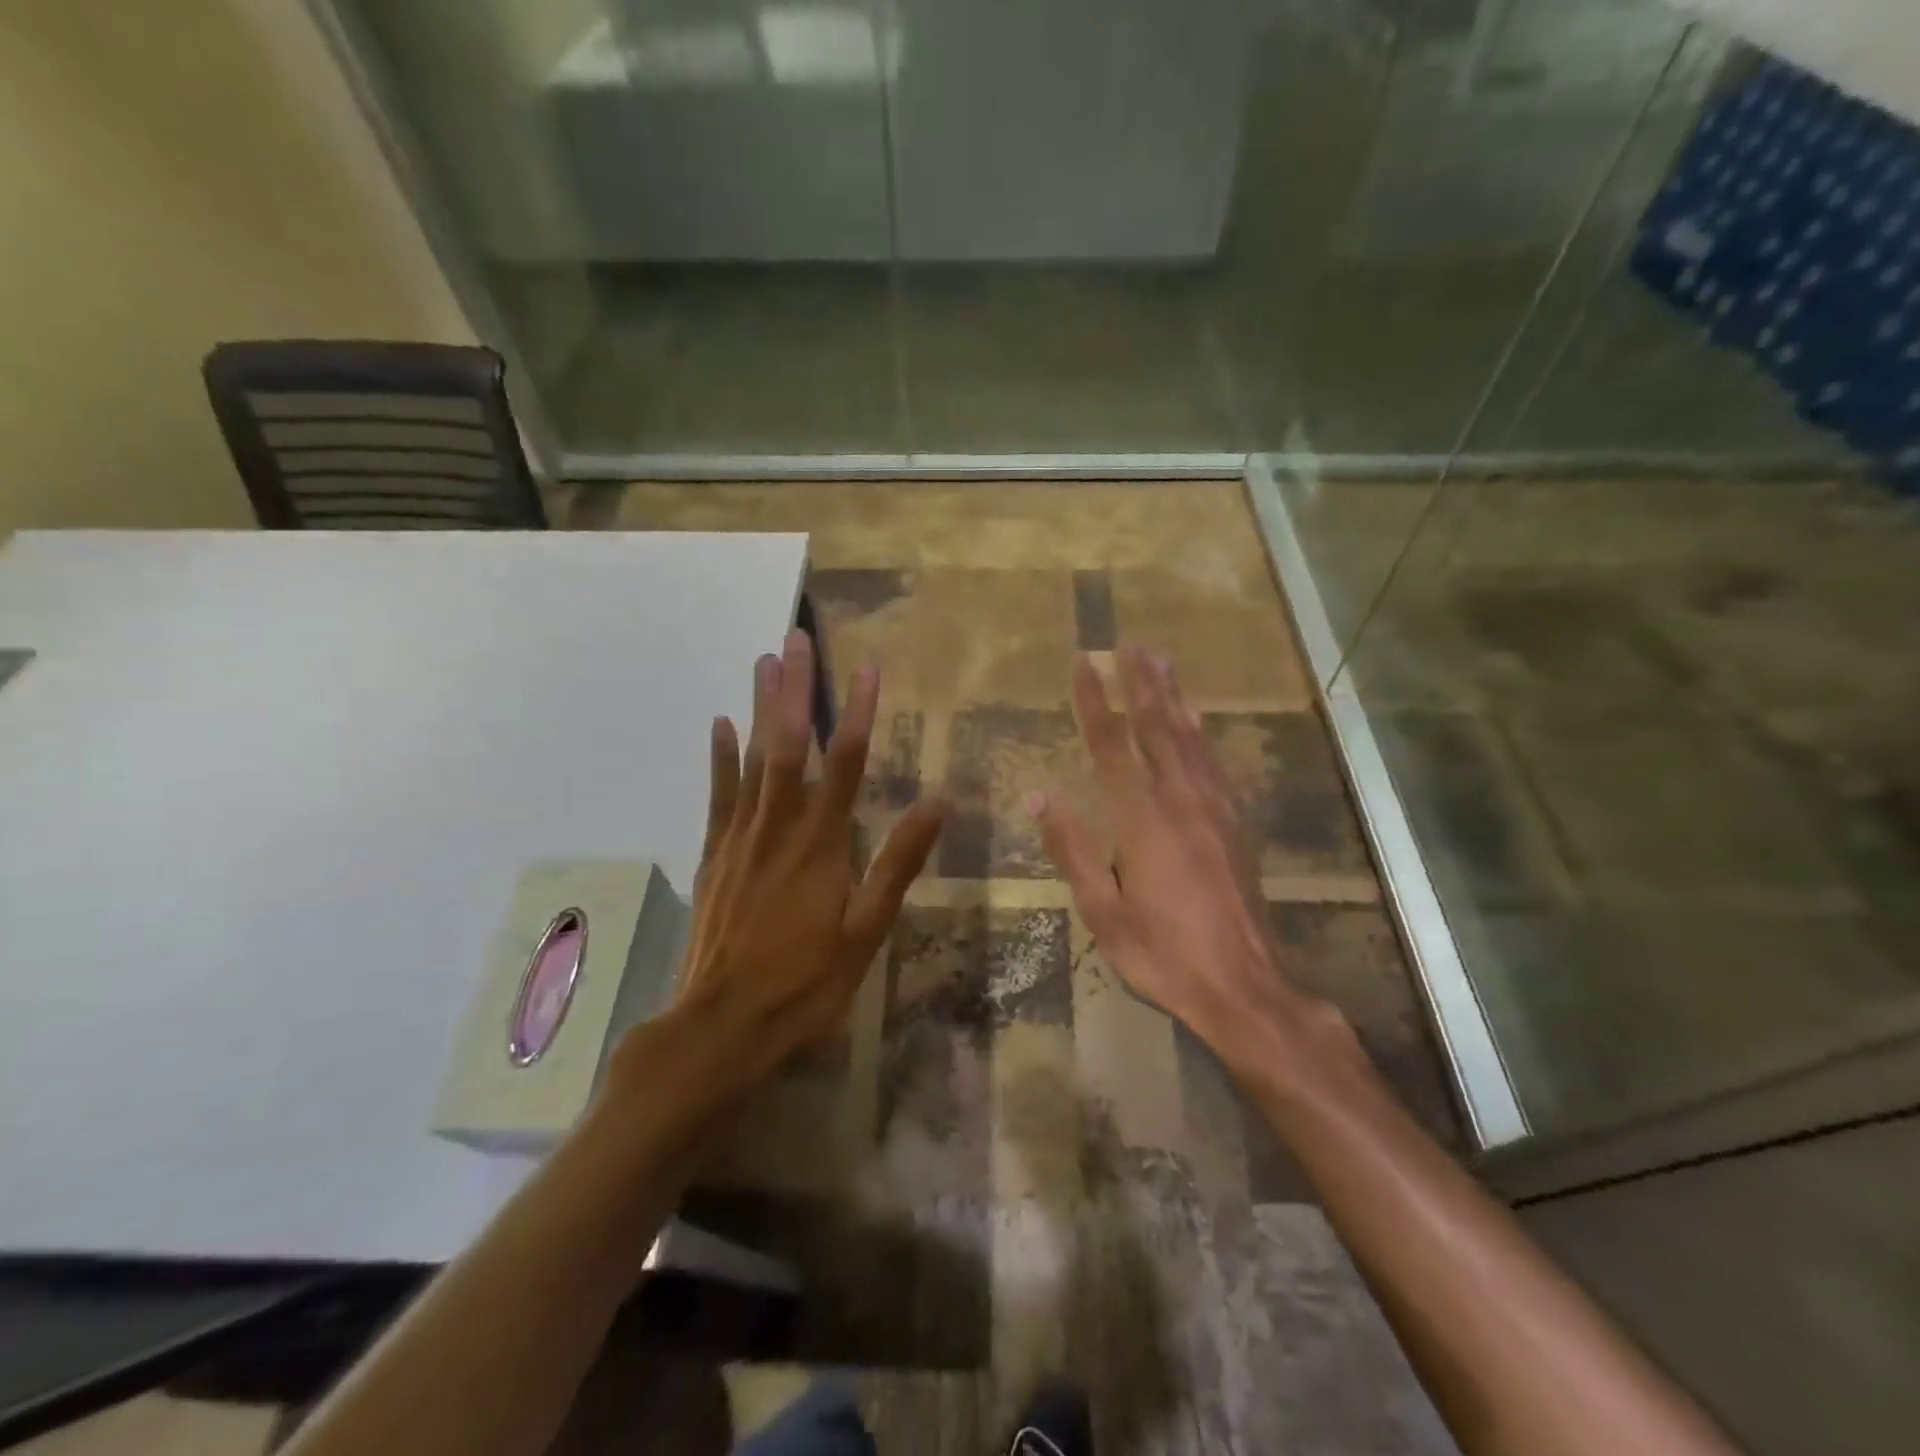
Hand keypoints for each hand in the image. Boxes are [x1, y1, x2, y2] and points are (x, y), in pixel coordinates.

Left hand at [608, 629, 943, 1108]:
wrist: (721, 1025)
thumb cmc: (805, 983)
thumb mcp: (866, 930)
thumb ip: (898, 863)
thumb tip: (937, 802)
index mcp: (822, 844)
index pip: (843, 763)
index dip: (856, 712)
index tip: (866, 667)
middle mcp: (778, 828)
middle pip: (788, 746)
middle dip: (794, 689)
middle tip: (795, 638)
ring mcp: (739, 839)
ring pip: (752, 760)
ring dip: (758, 707)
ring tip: (762, 660)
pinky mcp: (713, 856)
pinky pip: (717, 796)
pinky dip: (719, 758)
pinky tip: (719, 723)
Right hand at [1031, 643, 1338, 1068]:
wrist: (1244, 986)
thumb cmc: (1163, 954)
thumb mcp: (1104, 911)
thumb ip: (1072, 849)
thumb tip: (1038, 794)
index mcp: (1143, 820)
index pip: (1113, 746)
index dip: (1096, 701)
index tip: (1084, 662)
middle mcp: (1181, 802)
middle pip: (1158, 729)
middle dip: (1142, 683)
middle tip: (1132, 642)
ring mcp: (1214, 811)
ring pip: (1190, 739)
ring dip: (1174, 697)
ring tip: (1163, 662)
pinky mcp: (1235, 825)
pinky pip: (1214, 764)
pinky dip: (1200, 733)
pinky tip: (1196, 721)